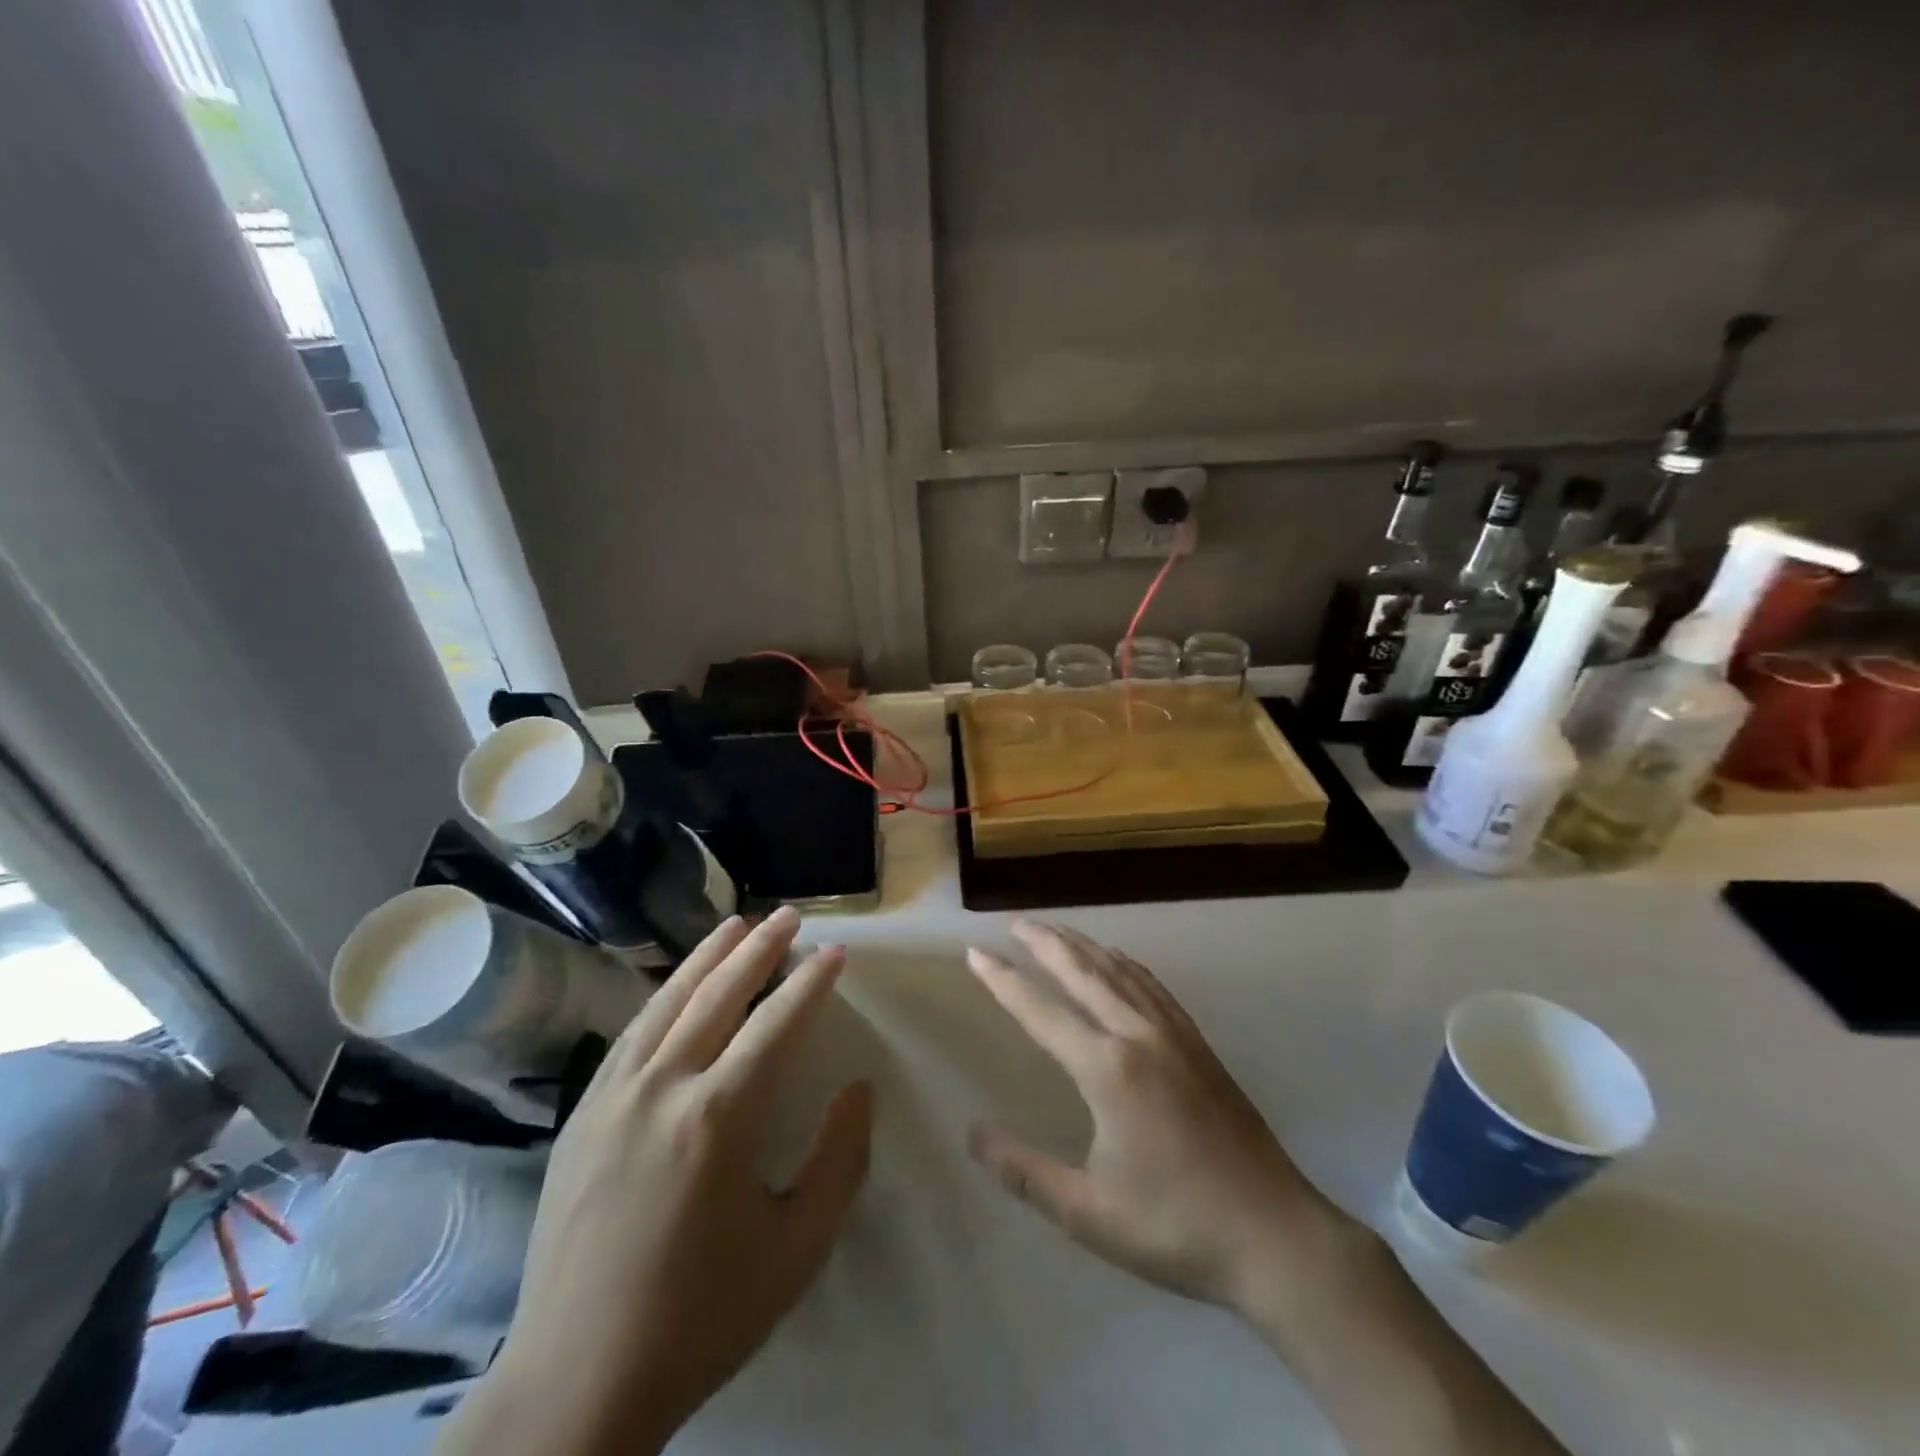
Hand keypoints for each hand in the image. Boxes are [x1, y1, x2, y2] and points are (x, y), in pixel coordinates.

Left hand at [438, 907, 872, 1455]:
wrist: (577, 1381)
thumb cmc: (701, 1315)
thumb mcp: (796, 1249)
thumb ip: (838, 1161)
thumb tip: (859, 1089)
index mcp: (718, 1118)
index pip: (776, 1024)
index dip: (811, 983)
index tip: (835, 952)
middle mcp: (662, 1088)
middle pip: (718, 994)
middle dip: (759, 949)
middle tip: (788, 915)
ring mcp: (613, 1096)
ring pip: (668, 1002)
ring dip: (707, 957)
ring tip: (736, 924)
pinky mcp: (582, 1113)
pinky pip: (631, 1033)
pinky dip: (663, 995)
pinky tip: (677, 985)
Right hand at [967, 921, 1353, 1316]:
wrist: (1275, 1236)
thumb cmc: (1175, 1228)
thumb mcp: (1087, 1212)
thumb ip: (1024, 1170)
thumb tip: (973, 1132)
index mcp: (1108, 1070)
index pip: (1042, 1011)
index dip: (1004, 980)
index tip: (976, 952)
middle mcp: (1139, 1036)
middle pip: (1083, 972)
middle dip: (1046, 943)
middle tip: (1015, 923)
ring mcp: (1175, 1035)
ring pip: (1120, 972)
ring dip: (1084, 946)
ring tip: (1056, 931)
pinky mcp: (1199, 1045)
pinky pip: (1153, 987)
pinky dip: (1125, 964)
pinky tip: (1118, 962)